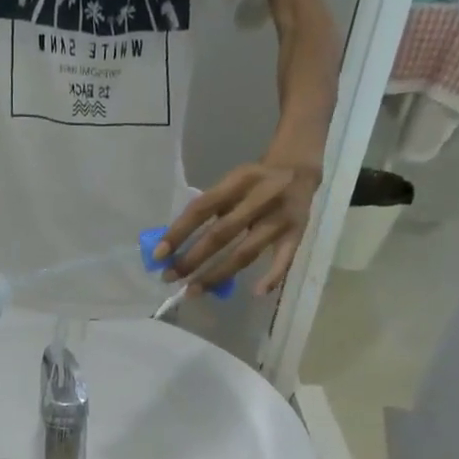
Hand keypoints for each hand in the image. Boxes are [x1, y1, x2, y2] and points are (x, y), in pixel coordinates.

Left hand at [156, 159, 319, 295]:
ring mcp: (281, 216)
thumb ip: (209, 208)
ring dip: (217, 275)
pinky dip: (273, 276)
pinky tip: (257, 293)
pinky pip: (285, 258)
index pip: (202, 207)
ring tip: (193, 292)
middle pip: (222, 233)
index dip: (179, 231)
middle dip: (192, 259)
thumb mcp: (232, 183)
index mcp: (239, 179)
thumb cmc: (255, 181)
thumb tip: (173, 245)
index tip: (158, 255)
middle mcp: (262, 196)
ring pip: (246, 251)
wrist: (301, 166)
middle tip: (170, 278)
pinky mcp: (299, 231)